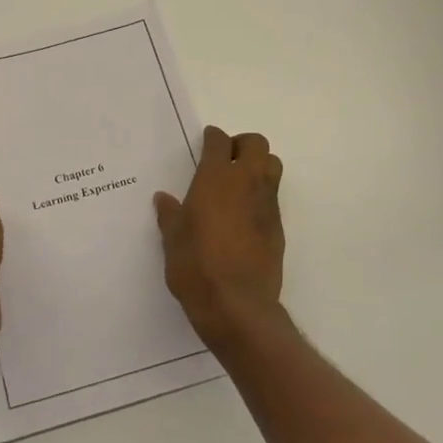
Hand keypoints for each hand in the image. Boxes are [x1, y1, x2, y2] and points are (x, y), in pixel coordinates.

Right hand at [154, 127, 285, 345]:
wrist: (236, 304)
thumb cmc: (196, 265)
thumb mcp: (172, 239)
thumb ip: (170, 214)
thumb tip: (164, 199)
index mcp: (215, 179)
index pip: (220, 142)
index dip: (213, 138)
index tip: (207, 141)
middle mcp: (246, 183)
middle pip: (256, 144)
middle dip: (242, 145)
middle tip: (225, 159)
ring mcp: (266, 205)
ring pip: (272, 167)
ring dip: (258, 166)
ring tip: (237, 184)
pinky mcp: (278, 227)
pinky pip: (272, 198)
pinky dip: (261, 196)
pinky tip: (243, 217)